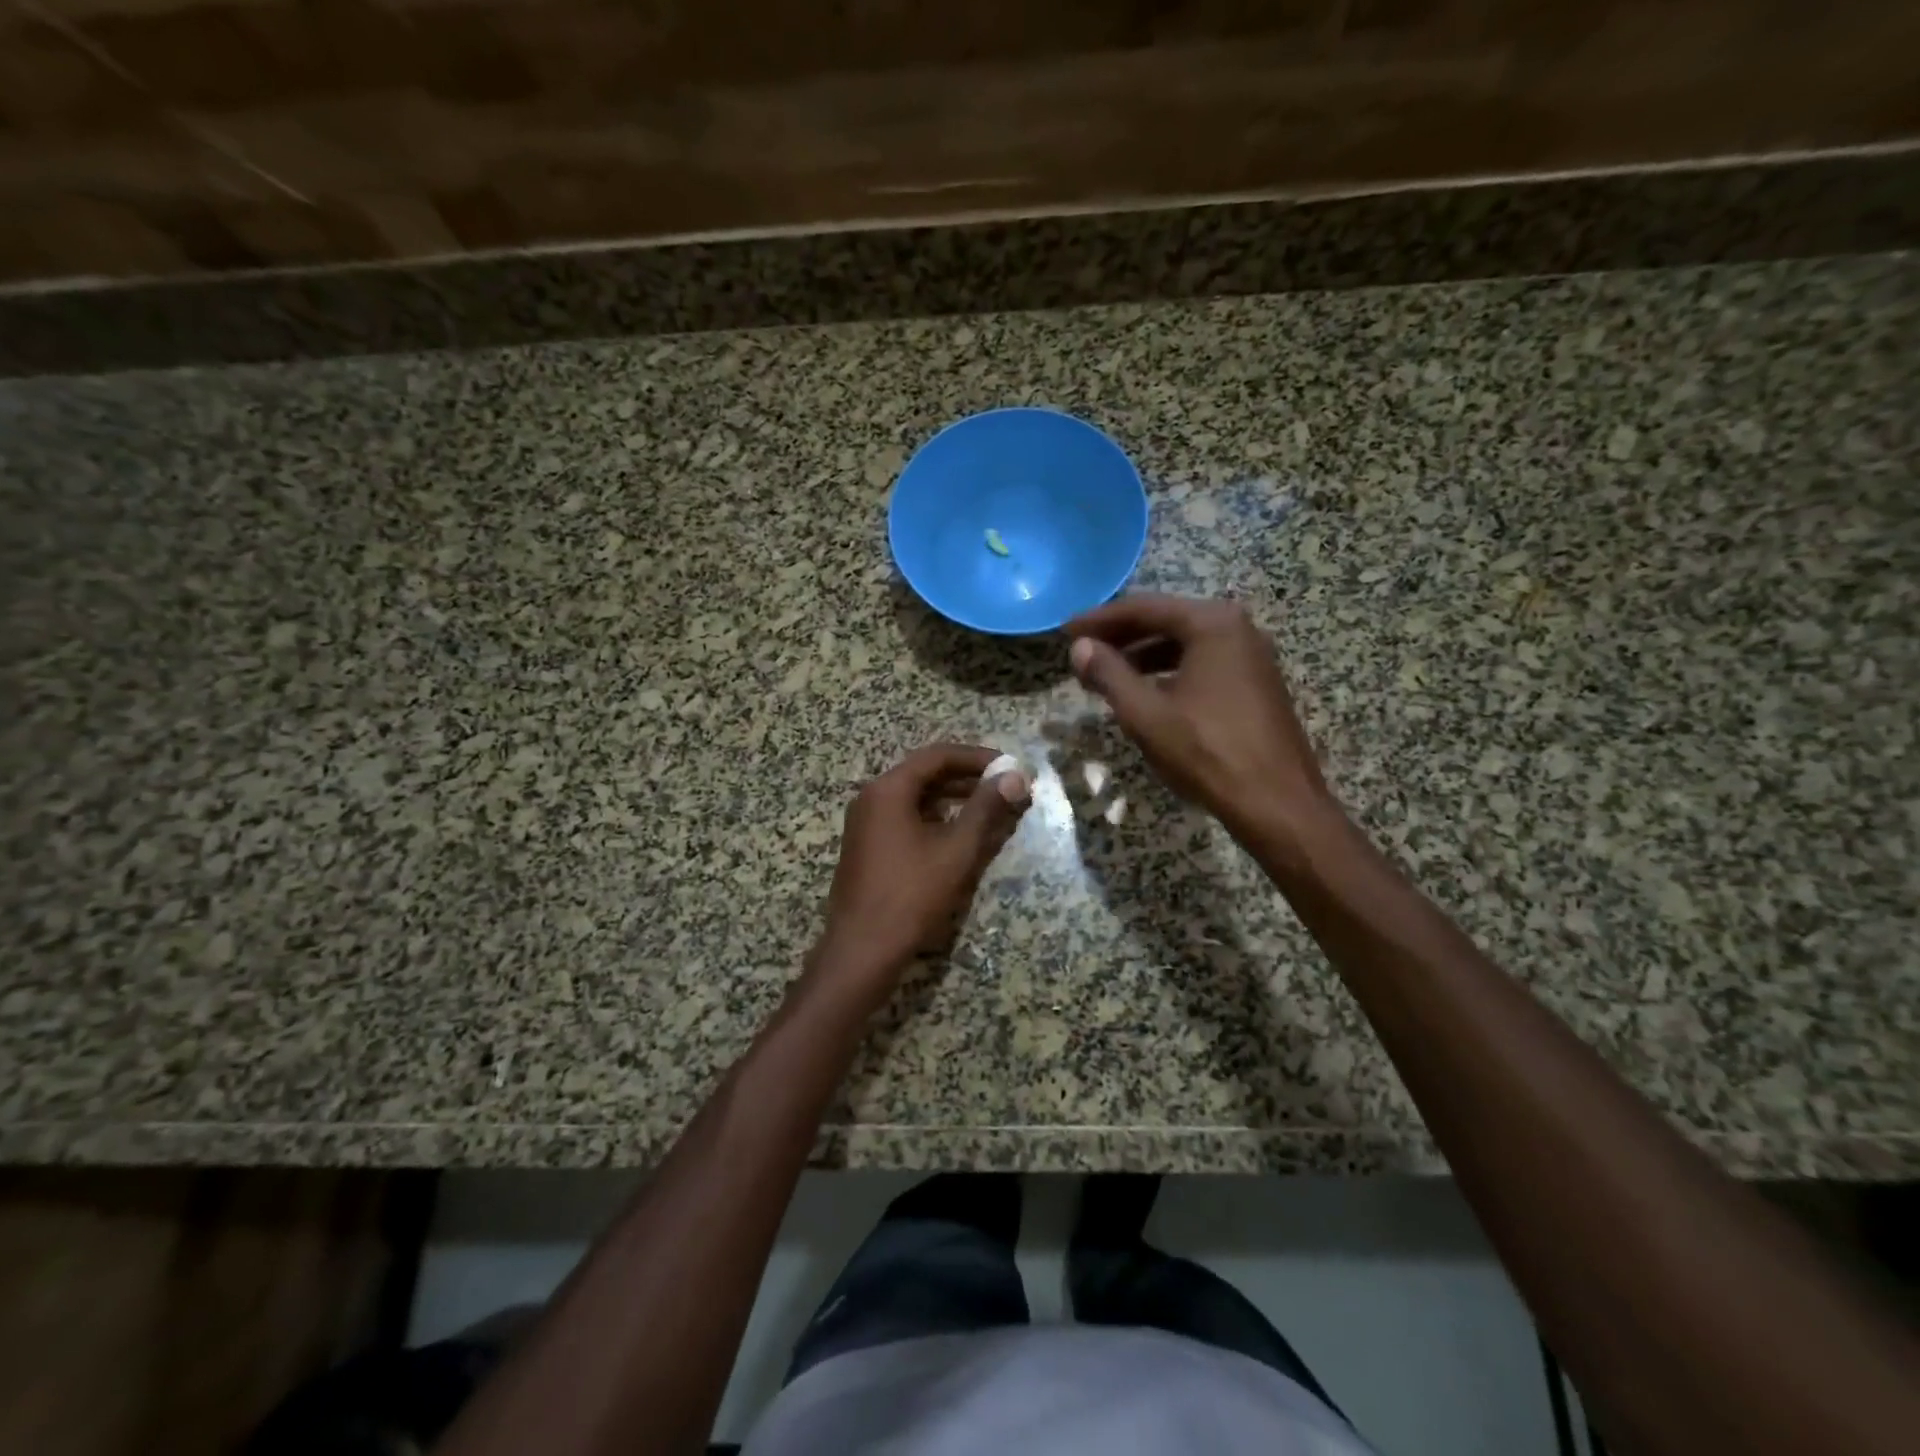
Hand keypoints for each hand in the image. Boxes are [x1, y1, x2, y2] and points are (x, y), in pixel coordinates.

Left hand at [810, 744, 1030, 996]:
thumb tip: (1016, 776)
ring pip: (917, 797)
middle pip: (926, 773)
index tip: (1011, 767)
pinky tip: (960, 833)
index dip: (978, 757)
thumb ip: (986, 809)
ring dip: (954, 799)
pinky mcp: (868, 846)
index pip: (938, 756)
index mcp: (888, 789)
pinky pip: (906, 818)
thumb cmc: (911, 895)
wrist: (862, 950)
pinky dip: (936, 818)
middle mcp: (872, 797)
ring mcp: (866, 823)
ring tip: (992, 809)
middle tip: (1007, 788)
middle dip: (969, 778)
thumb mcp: (956, 850)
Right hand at [1066, 594, 1338, 846]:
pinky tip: (1146, 693)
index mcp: (1213, 624)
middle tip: (1081, 652)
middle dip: (1120, 637)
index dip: (1099, 619)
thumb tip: (1079, 648)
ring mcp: (1252, 656)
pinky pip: (1202, 663)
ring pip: (1184, 644)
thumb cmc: (1207, 753)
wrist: (1276, 803)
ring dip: (1142, 655)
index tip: (1065, 631)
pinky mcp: (1256, 683)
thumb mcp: (1146, 714)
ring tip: (1105, 675)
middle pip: (1166, 621)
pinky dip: (1169, 671)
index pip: (1143, 608)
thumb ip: (1109, 674)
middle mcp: (1237, 629)